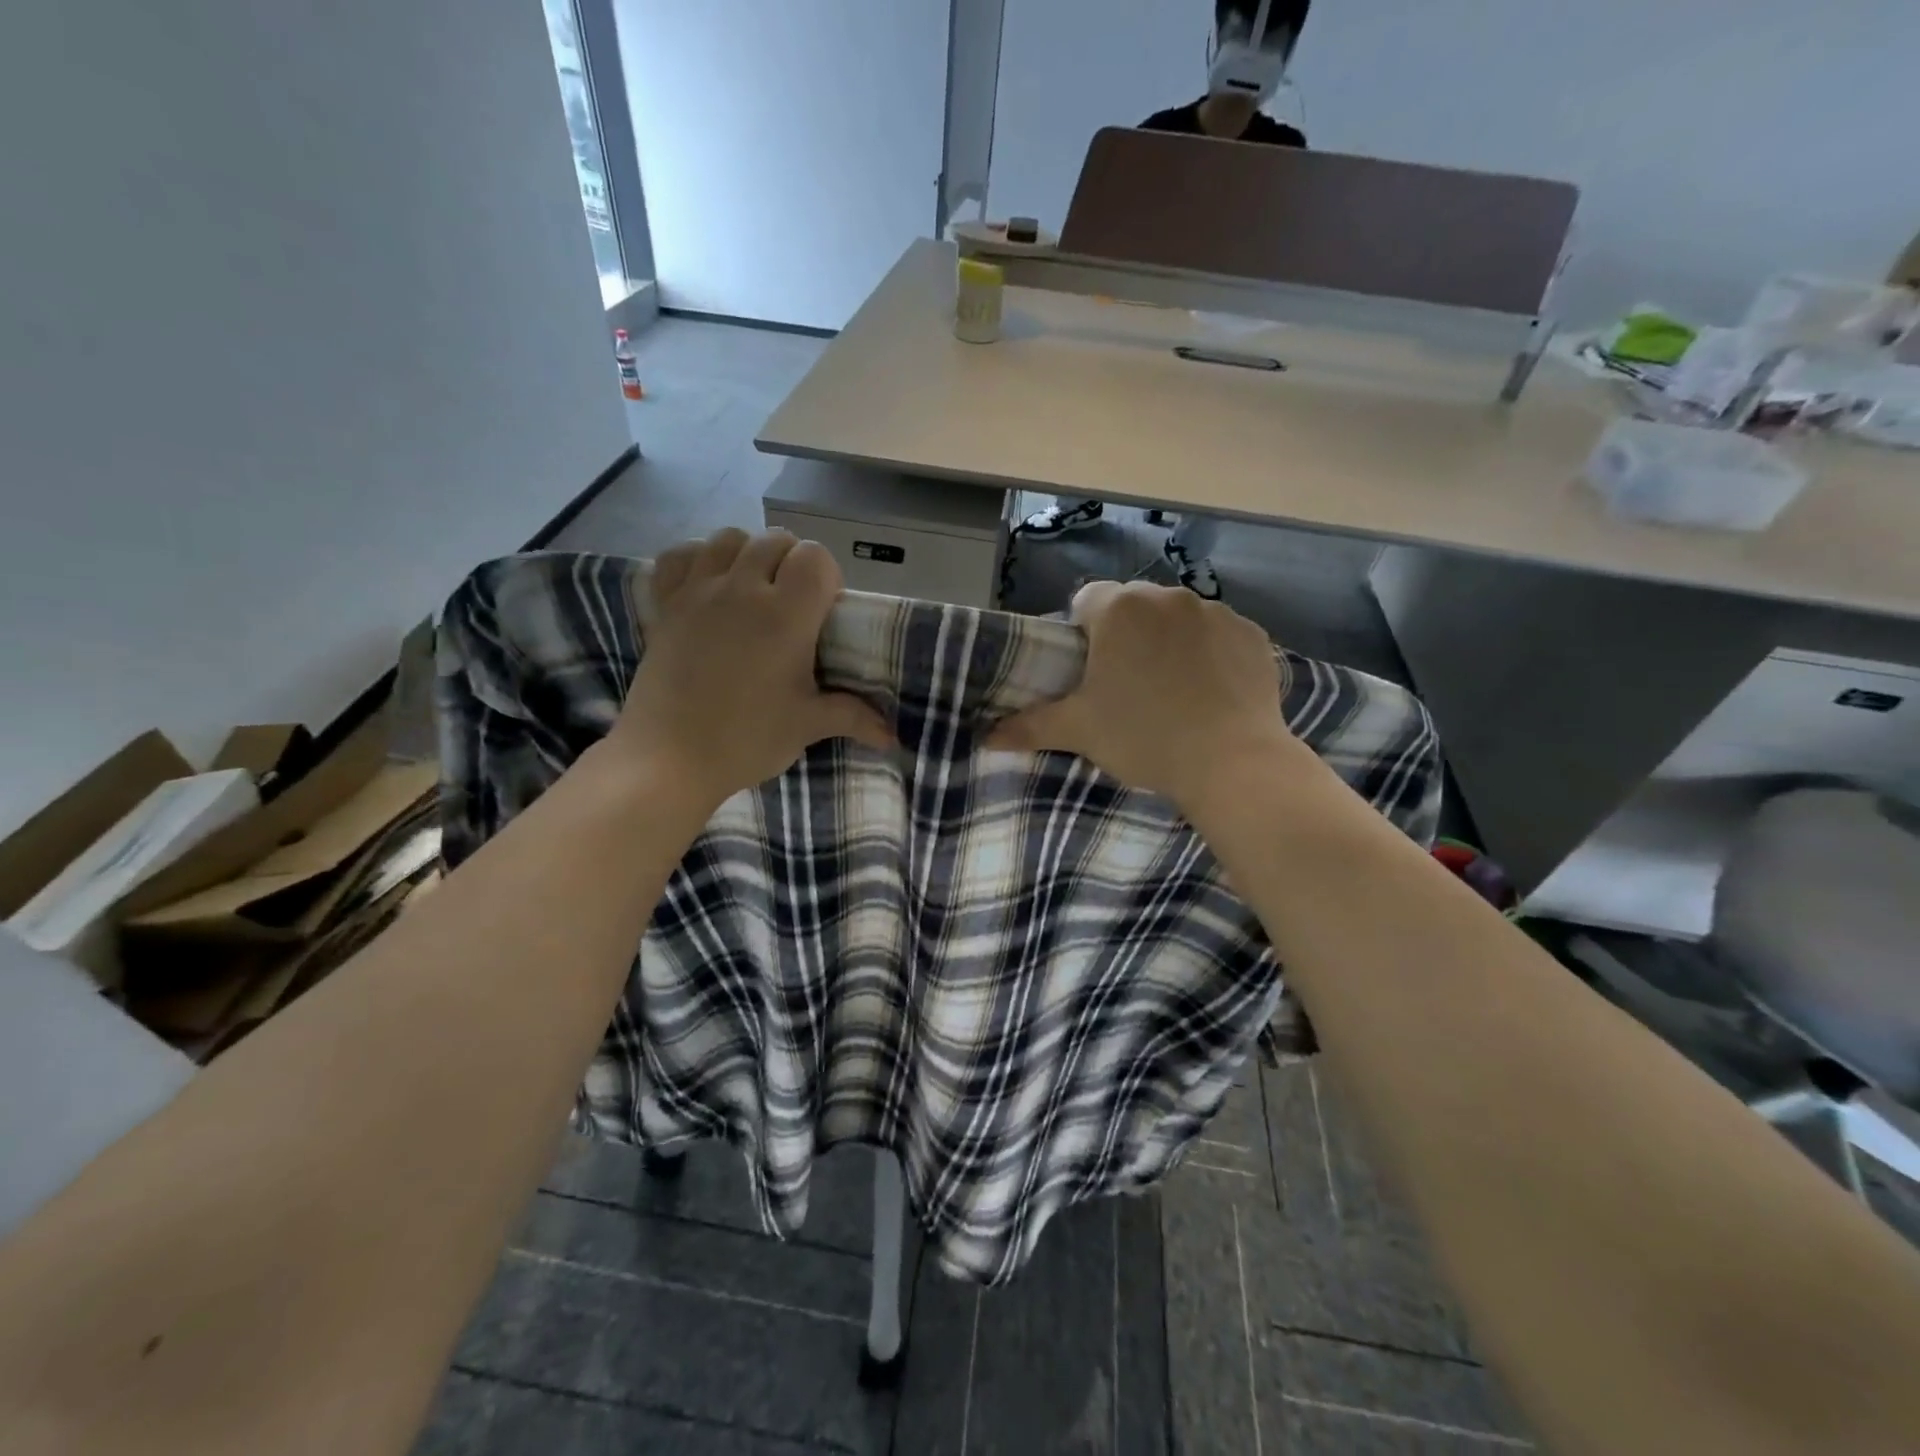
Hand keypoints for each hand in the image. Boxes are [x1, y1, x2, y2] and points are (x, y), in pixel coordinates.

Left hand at [611, 529, 894, 806]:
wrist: (669, 759)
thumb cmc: (746, 740)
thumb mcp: (807, 726)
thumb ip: (853, 717)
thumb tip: (893, 736)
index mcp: (785, 615)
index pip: (815, 557)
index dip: (826, 576)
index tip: (824, 610)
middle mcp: (741, 589)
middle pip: (775, 541)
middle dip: (791, 562)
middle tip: (792, 604)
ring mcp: (697, 592)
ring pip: (728, 538)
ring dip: (747, 553)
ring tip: (751, 589)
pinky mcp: (664, 604)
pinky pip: (679, 556)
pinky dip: (697, 558)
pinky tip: (707, 584)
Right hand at [985, 581, 1300, 812]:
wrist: (1232, 763)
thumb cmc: (1144, 738)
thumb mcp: (1080, 732)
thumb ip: (1030, 726)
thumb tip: (986, 737)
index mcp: (1119, 609)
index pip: (1086, 602)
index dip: (1082, 634)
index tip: (1089, 671)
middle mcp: (1167, 596)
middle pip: (1133, 607)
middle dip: (1126, 636)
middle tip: (1127, 686)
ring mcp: (1216, 612)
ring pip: (1177, 619)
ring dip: (1168, 641)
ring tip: (1173, 691)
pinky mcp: (1252, 634)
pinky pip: (1218, 635)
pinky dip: (1210, 653)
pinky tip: (1211, 691)